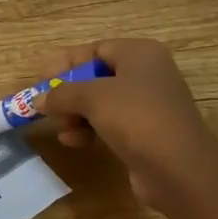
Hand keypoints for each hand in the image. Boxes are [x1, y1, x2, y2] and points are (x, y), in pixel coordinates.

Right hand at [35, 38, 217, 211]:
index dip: (66, 63)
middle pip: (97, 77)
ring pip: (102, 103)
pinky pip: (111, 124)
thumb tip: (38, 100)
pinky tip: (74, 141)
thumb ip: (61, 94)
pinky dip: (90, 129)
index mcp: (139, 53)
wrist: (179, 168)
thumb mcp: (92, 98)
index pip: (95, 50)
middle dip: (69, 93)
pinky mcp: (147, 133)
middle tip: (45, 106)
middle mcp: (147, 74)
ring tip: (61, 128)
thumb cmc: (135, 117)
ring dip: (76, 114)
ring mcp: (149, 105)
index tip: (41, 78)